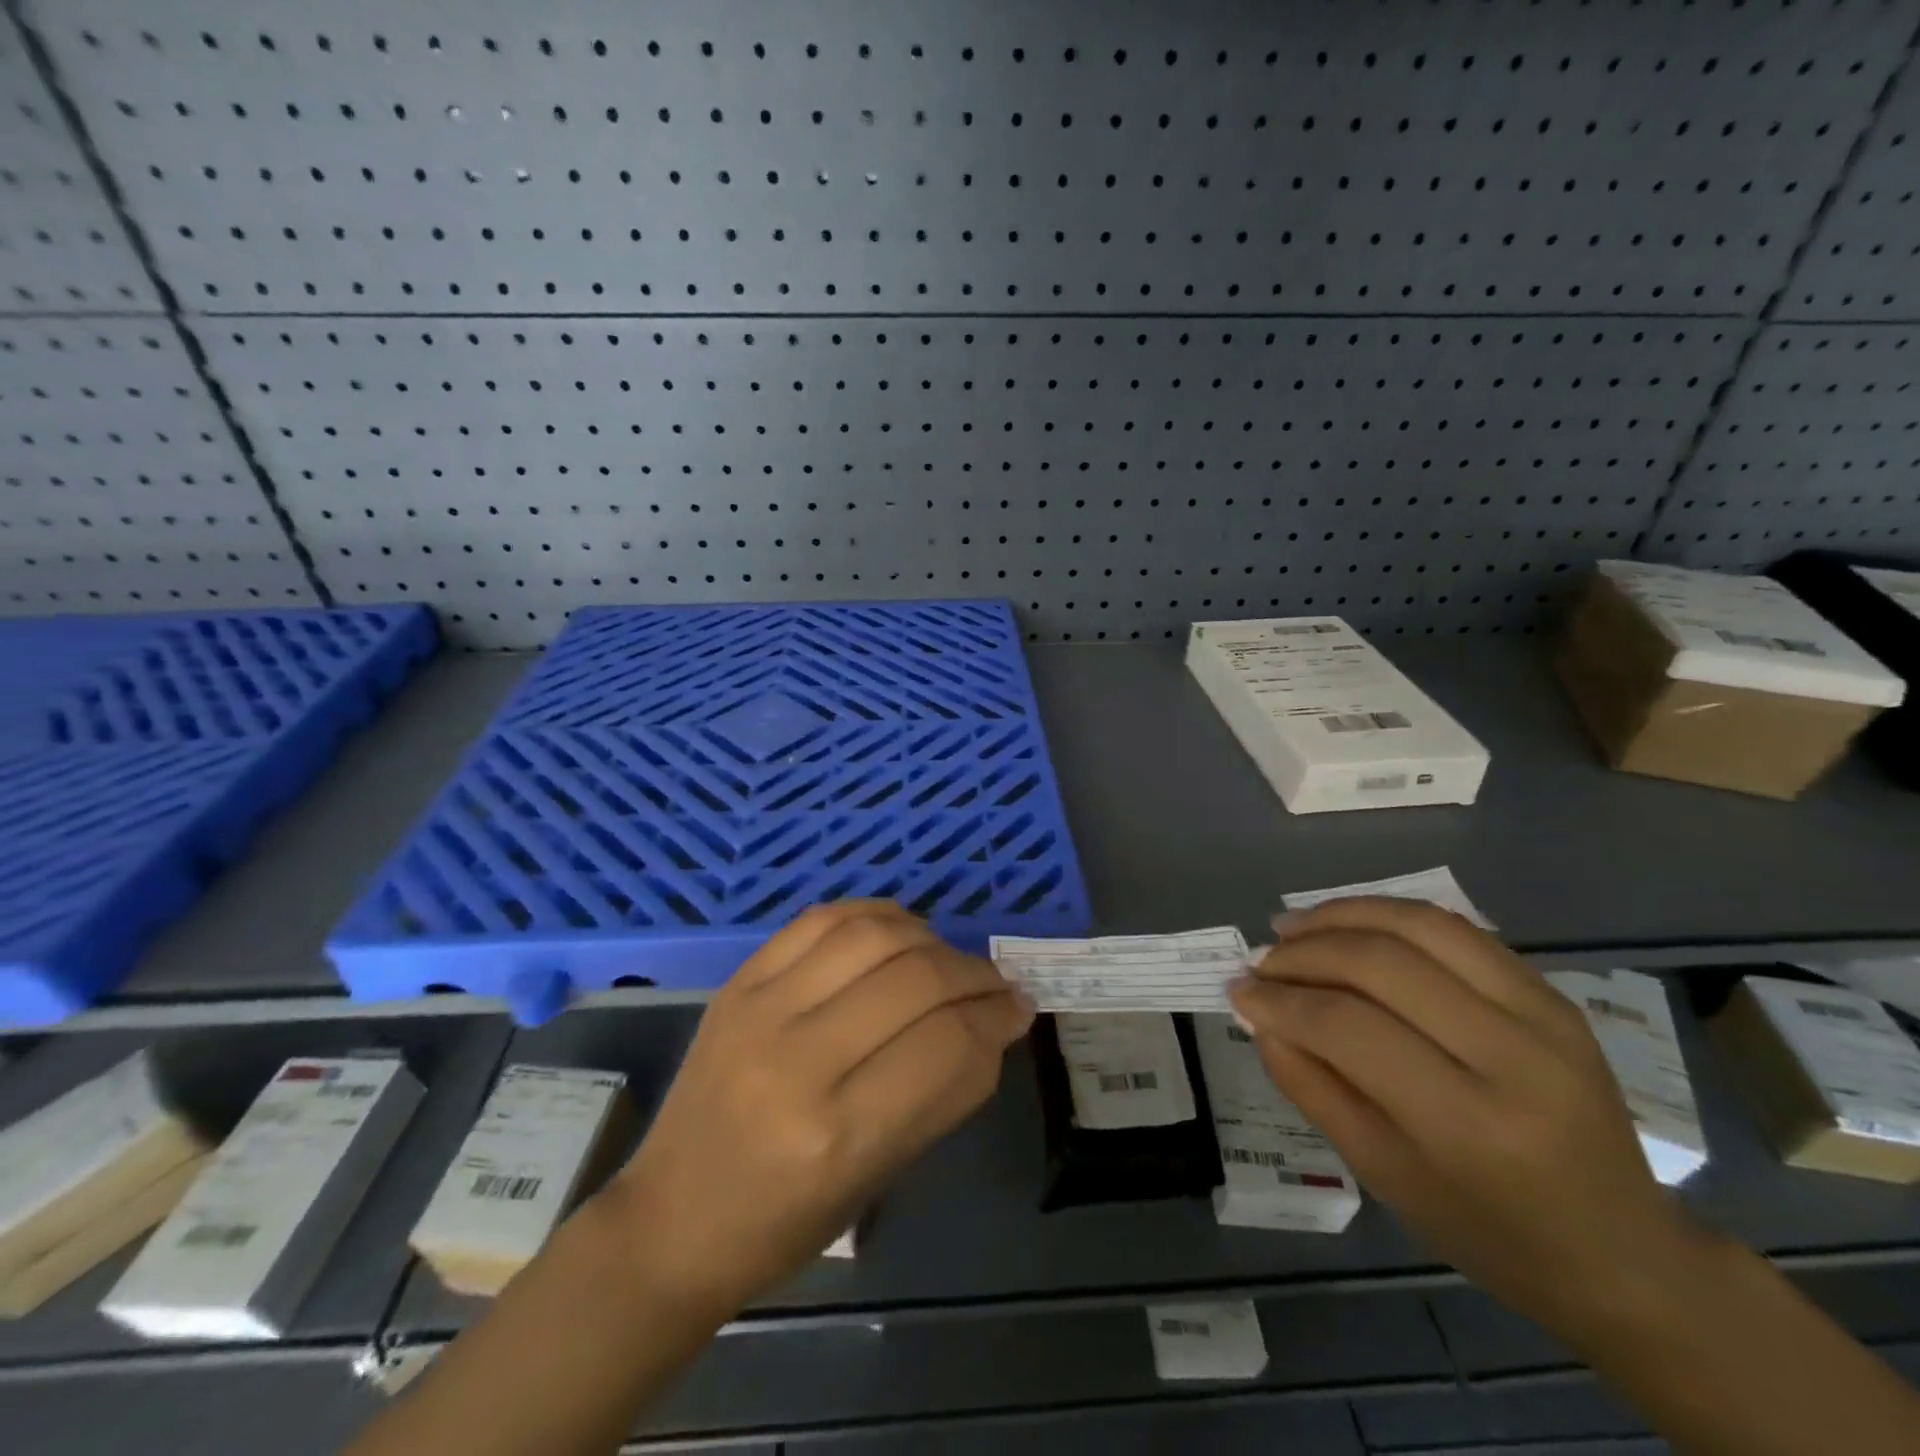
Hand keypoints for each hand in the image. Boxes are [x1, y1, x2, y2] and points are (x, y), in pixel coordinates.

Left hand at [600, 901, 1033, 1320]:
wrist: (670, 1221)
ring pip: (872, 936)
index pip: (946, 1045)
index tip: (1019, 1010)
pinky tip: (898, 931)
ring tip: (946, 958)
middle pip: (915, 980)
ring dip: (929, 938)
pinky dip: (874, 915)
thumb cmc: (783, 1224)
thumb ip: (943, 1092)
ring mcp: (760, 1010)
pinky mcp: (738, 982)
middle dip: (973, 975)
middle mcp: (797, 1061)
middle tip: (995, 984)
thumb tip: (996, 1021)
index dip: (996, 1020)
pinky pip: (821, 920)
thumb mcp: (878, 1174)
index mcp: (838, 1135)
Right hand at [1230, 897, 1699, 1342]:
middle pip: (1381, 964)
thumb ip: (1310, 1084)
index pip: (1349, 1028)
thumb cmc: (1486, 1228)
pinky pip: (1454, 929)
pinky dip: (1388, 915)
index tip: (1239, 990)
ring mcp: (1543, 1014)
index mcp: (1470, 1124)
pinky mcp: (1551, 992)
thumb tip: (1257, 1014)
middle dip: (1304, 952)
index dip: (1281, 1001)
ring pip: (1419, 925)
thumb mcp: (1380, 1172)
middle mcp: (1514, 1056)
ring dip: (1342, 915)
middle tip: (1263, 960)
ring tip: (1294, 926)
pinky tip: (1350, 925)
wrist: (1620, 1248)